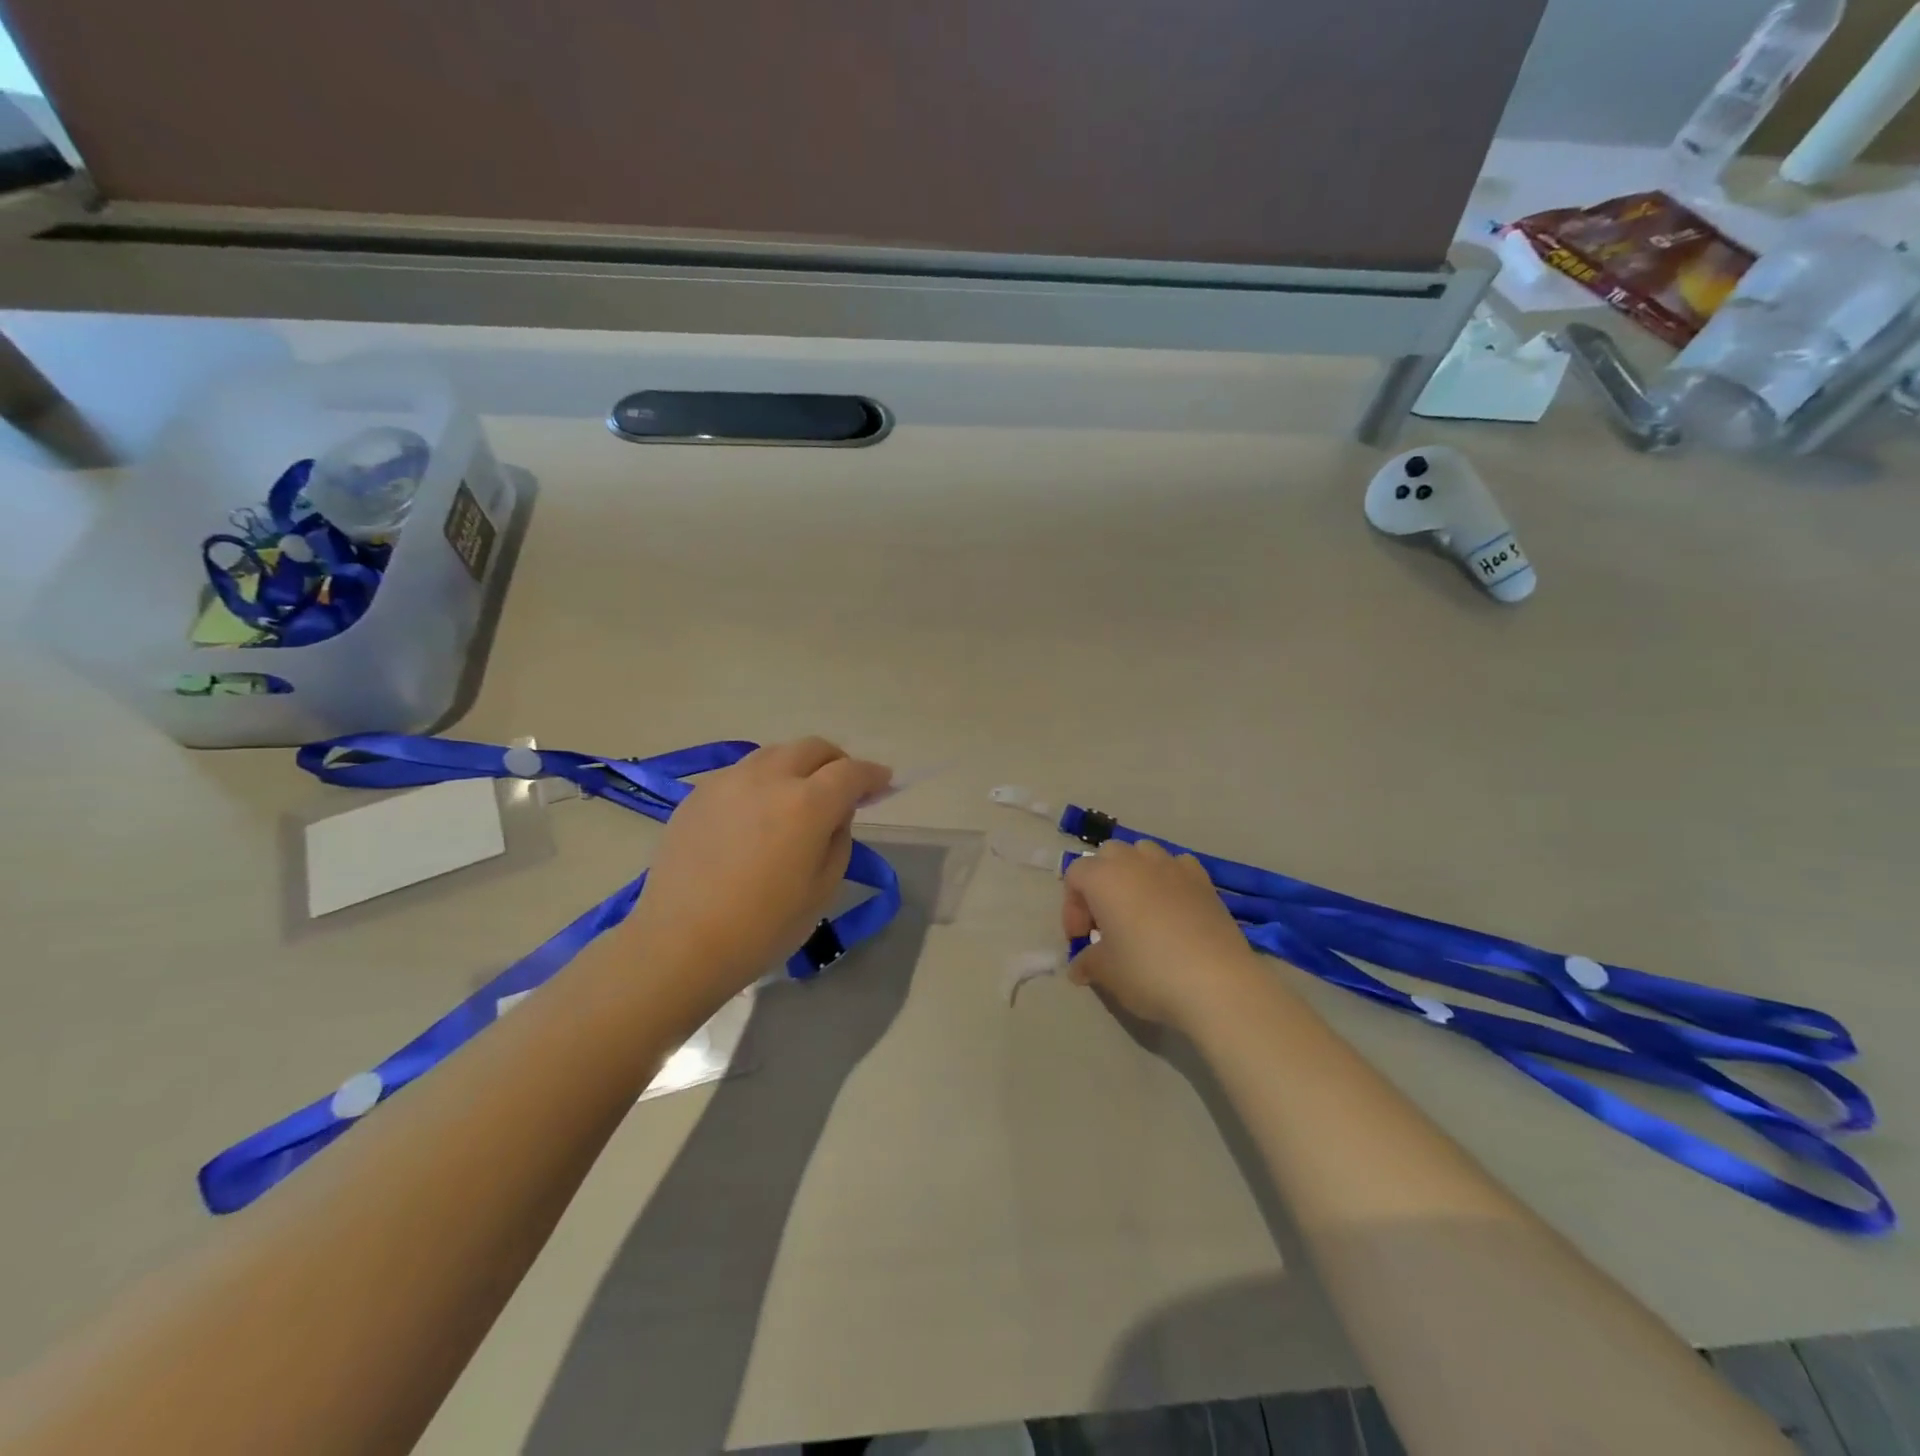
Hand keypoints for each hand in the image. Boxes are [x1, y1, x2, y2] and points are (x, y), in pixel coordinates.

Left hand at [627, 738, 891, 1000]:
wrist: (680, 944)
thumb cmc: (762, 927)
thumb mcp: (822, 889)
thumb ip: (838, 840)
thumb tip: (833, 814)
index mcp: (807, 804)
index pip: (851, 772)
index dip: (873, 776)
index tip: (884, 783)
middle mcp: (768, 778)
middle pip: (812, 748)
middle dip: (836, 762)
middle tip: (842, 788)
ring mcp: (727, 782)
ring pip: (774, 754)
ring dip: (797, 767)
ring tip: (798, 796)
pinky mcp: (697, 795)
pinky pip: (741, 774)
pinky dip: (762, 782)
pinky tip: (756, 813)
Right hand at [1062, 838, 1263, 1031]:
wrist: (1217, 982)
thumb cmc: (1148, 971)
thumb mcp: (1106, 972)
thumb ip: (1087, 962)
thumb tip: (1080, 966)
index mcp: (1104, 877)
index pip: (1075, 875)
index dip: (1071, 907)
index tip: (1081, 940)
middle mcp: (1136, 862)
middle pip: (1108, 855)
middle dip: (1100, 882)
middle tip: (1105, 921)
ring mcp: (1173, 866)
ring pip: (1143, 853)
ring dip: (1134, 874)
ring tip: (1139, 910)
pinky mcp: (1204, 880)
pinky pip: (1177, 866)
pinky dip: (1168, 879)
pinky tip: (1173, 909)